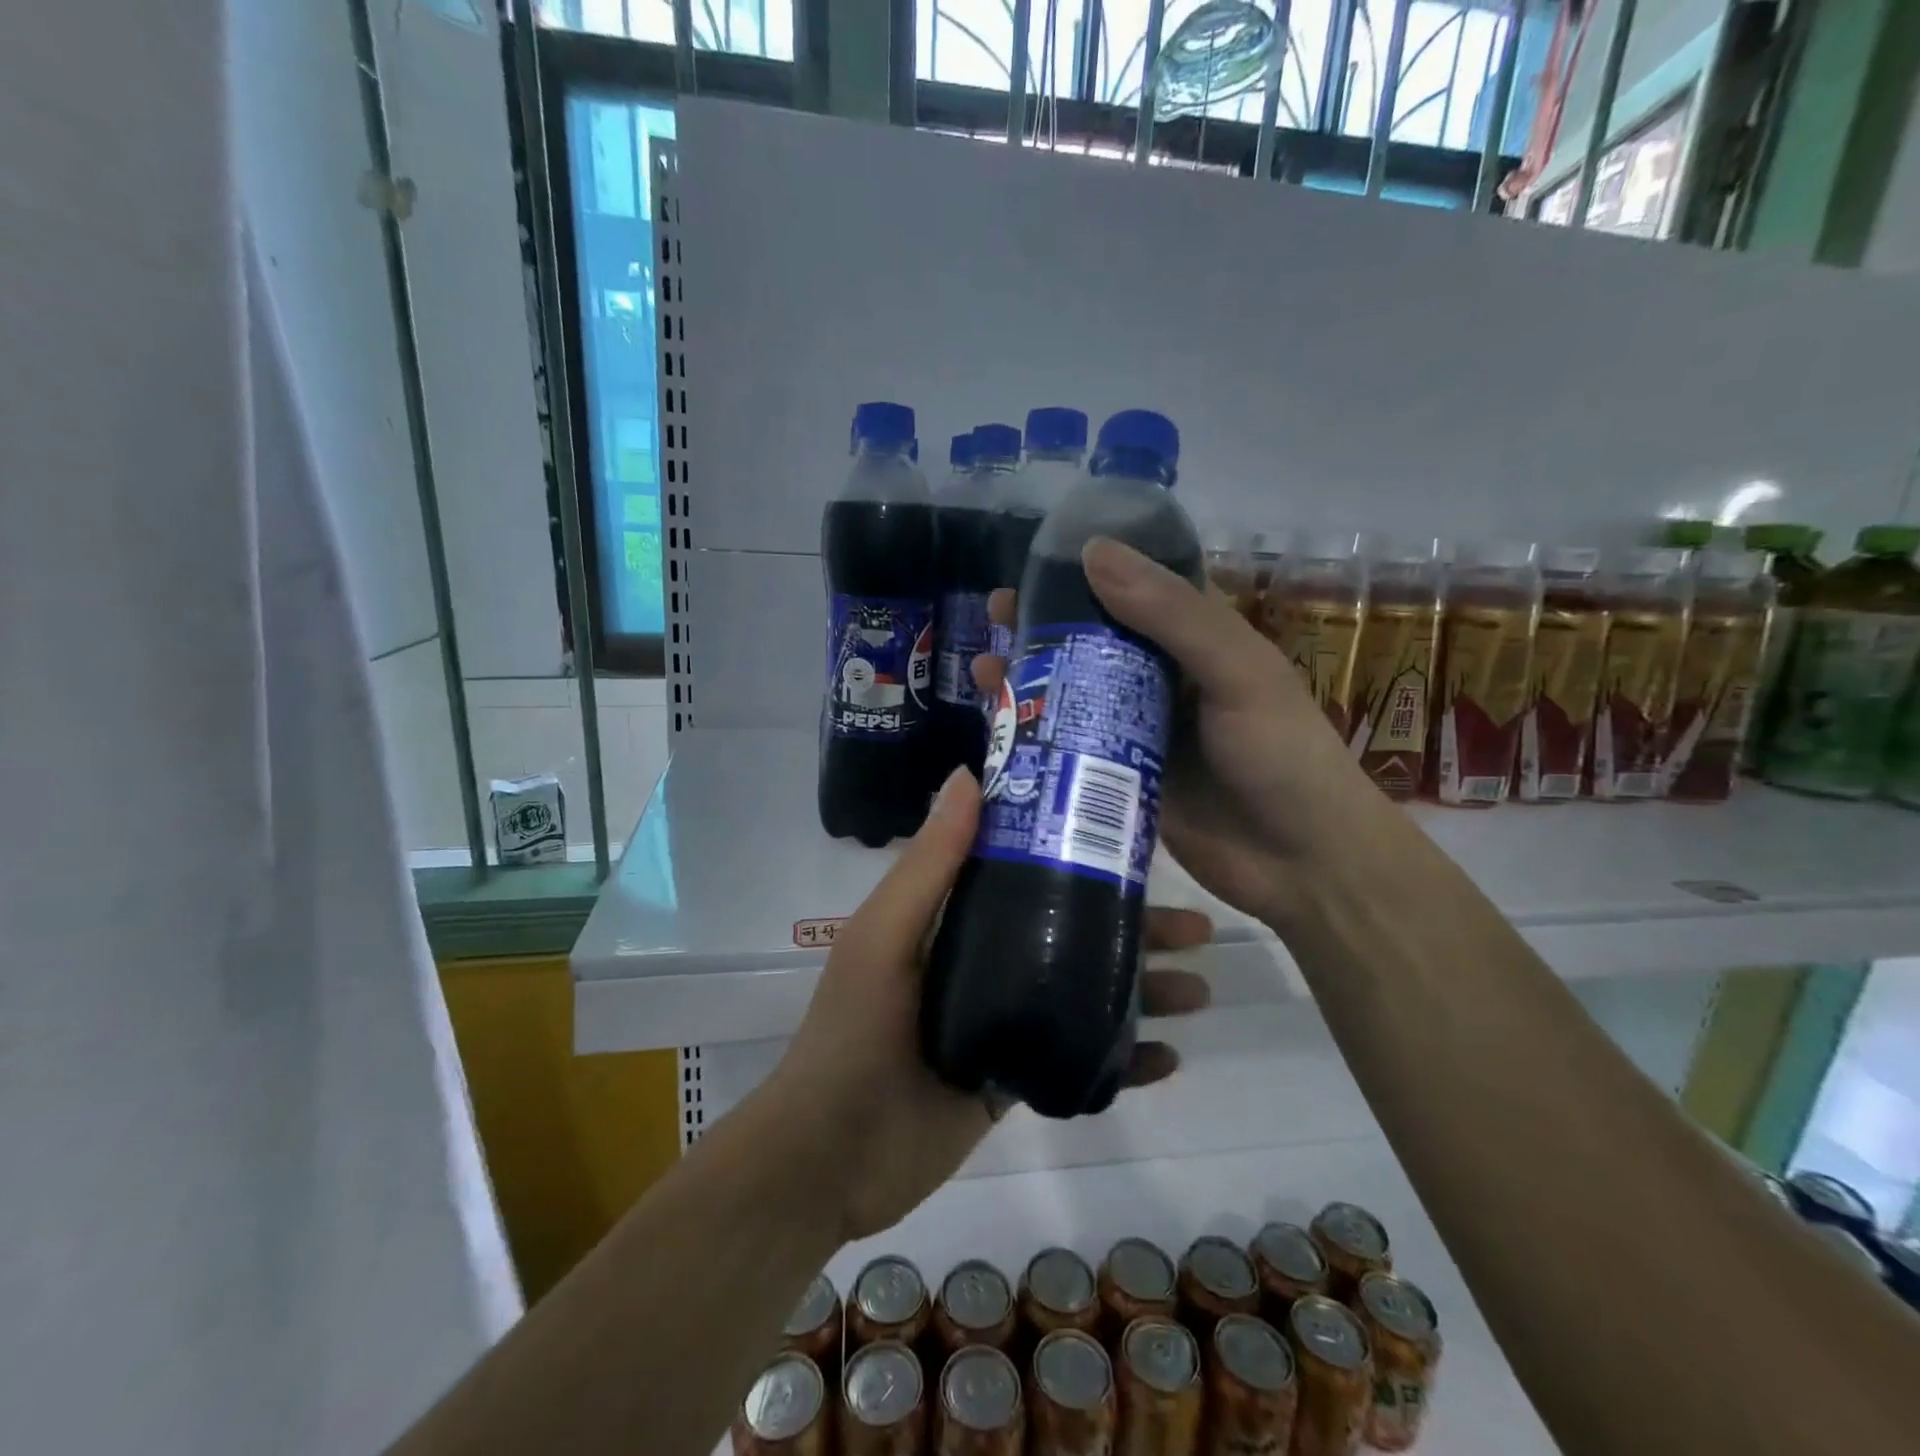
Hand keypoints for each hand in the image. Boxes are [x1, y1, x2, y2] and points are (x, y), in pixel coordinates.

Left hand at [768, 766, 1214, 1241]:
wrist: (829, 1159)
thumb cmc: (854, 1034)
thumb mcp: (885, 937)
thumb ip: (929, 863)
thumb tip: (968, 775)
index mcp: (954, 917)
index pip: (1027, 870)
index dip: (1080, 852)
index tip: (1137, 839)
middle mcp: (984, 959)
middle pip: (1072, 931)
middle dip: (1134, 927)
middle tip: (1198, 927)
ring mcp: (1004, 1020)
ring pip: (1085, 991)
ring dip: (1143, 989)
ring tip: (1201, 990)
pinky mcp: (1014, 1077)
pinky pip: (1081, 1058)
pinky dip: (1125, 1058)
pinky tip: (1169, 1059)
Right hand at [973, 538, 1380, 923]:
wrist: (1302, 864)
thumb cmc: (1281, 756)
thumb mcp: (1237, 672)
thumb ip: (1172, 615)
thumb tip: (1092, 552)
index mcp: (1198, 640)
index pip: (1137, 588)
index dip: (1088, 571)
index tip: (1036, 563)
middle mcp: (1165, 679)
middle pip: (1094, 640)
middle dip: (1045, 625)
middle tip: (995, 614)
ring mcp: (1139, 731)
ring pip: (1076, 692)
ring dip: (1031, 678)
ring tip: (985, 669)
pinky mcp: (1121, 777)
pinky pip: (1074, 745)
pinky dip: (1039, 733)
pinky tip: (1001, 728)